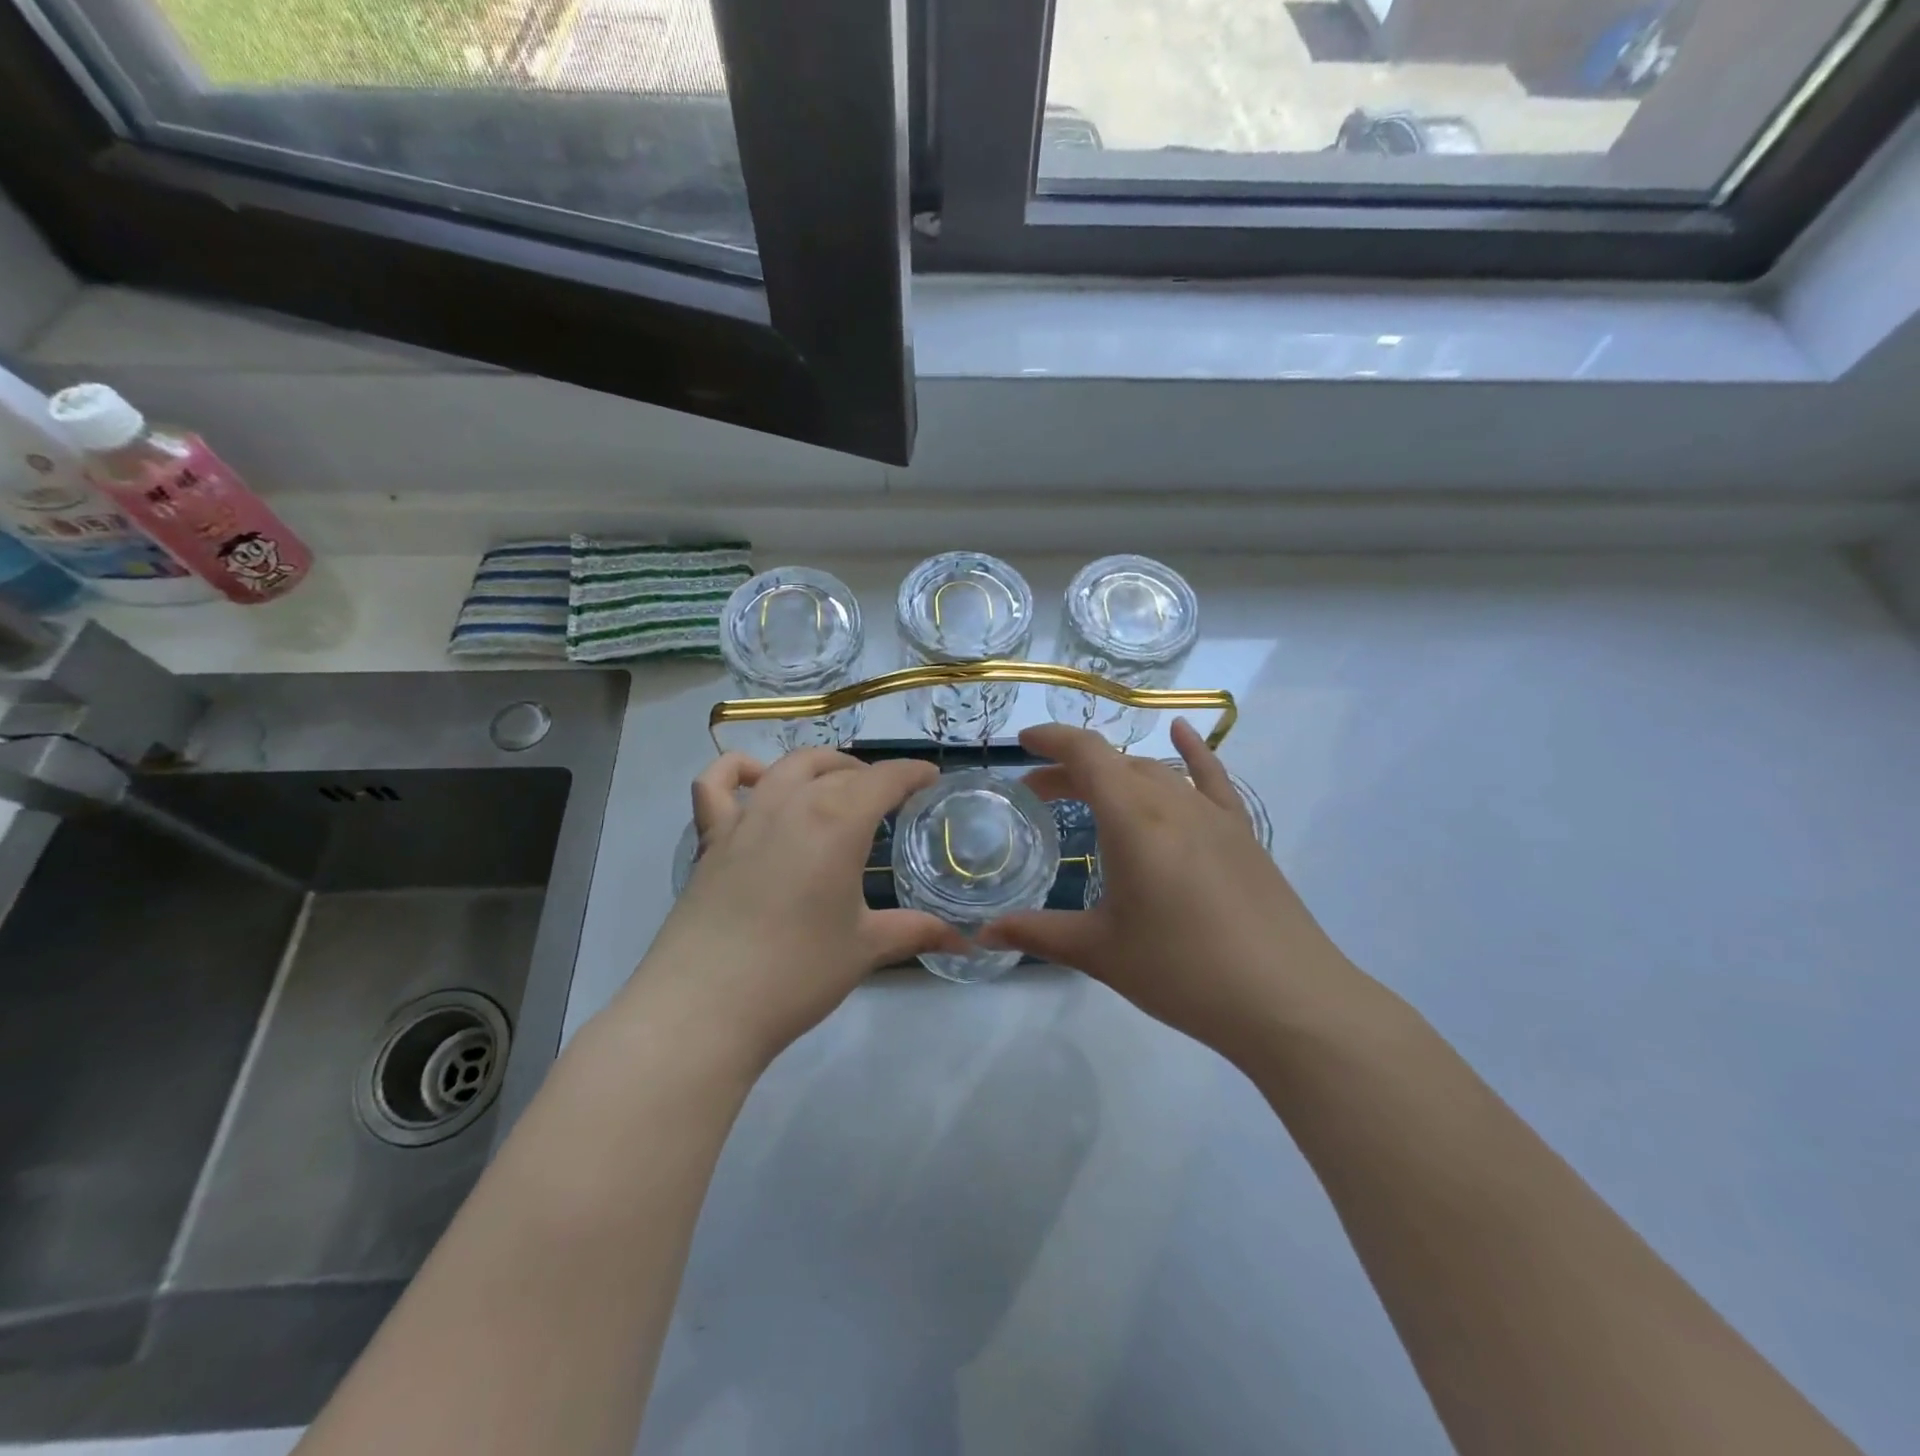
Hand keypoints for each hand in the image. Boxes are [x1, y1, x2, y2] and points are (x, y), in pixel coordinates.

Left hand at [614, 749, 964, 1073]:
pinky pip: (716, 785)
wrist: (705, 1006)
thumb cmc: (797, 972)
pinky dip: (739, 772)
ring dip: (819, 766)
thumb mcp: (866, 948)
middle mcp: (792, 804)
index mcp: (838, 822)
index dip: (913, 773)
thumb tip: (964, 942)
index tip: (931, 778)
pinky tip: (756, 782)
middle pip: (838, 770)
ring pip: (788, 767)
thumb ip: (915, 932)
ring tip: (835, 785)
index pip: (885, 779)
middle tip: (888, 797)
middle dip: (870, 774)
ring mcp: (745, 818)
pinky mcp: (711, 839)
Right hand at [981, 720, 1361, 1064]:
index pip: (1086, 754)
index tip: (1020, 744)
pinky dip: (1192, 752)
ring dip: (1115, 773)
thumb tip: (983, 933)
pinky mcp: (1242, 833)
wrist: (1286, 1000)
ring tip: (1090, 794)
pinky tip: (1181, 734)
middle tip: (1040, 794)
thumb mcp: (1101, 953)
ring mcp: (1213, 815)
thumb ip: (1038, 934)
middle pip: (1115, 763)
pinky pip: (1212, 779)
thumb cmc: (1182, 972)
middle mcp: (1172, 803)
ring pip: (1155, 772)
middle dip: (1071, 770)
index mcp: (1133, 821)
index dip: (1050, 740)